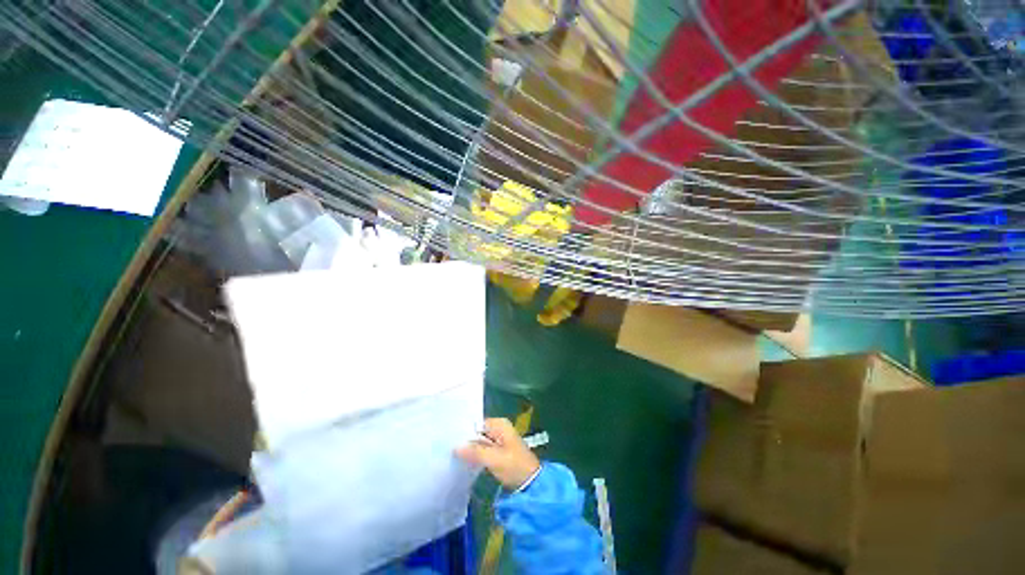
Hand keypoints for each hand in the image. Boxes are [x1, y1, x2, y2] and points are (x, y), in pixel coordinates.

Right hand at [456, 418, 540, 489]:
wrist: (530, 482)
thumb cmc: (514, 466)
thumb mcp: (494, 459)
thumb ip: (475, 452)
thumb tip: (456, 447)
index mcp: (500, 424)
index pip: (477, 423)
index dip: (464, 431)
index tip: (450, 439)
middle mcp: (499, 428)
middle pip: (478, 432)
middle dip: (466, 440)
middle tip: (448, 448)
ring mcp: (499, 440)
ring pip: (480, 441)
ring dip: (470, 448)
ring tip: (452, 454)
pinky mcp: (499, 451)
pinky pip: (483, 449)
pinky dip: (476, 454)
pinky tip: (464, 460)